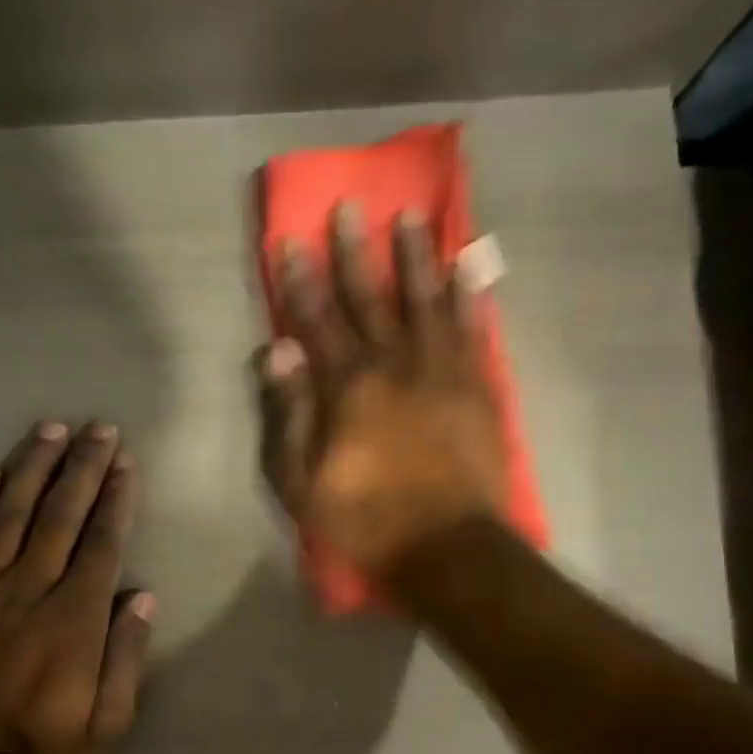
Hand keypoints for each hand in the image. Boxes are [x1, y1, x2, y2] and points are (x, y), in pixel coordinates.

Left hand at [0, 421, 153, 753]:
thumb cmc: (41, 745)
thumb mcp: (107, 722)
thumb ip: (126, 657)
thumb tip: (143, 597)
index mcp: (74, 620)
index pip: (101, 544)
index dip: (116, 499)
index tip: (126, 463)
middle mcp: (29, 591)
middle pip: (60, 516)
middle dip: (83, 467)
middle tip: (99, 428)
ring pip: (11, 515)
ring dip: (34, 468)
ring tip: (52, 429)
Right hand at [256, 203, 508, 578]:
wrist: (447, 546)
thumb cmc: (366, 521)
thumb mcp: (303, 483)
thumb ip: (289, 414)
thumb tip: (275, 351)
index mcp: (347, 386)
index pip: (316, 320)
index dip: (300, 280)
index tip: (290, 240)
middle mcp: (394, 363)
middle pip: (371, 297)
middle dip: (355, 251)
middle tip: (349, 207)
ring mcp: (441, 370)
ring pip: (426, 300)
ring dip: (417, 256)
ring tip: (412, 217)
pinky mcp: (477, 386)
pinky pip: (473, 329)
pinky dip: (470, 295)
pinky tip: (469, 266)